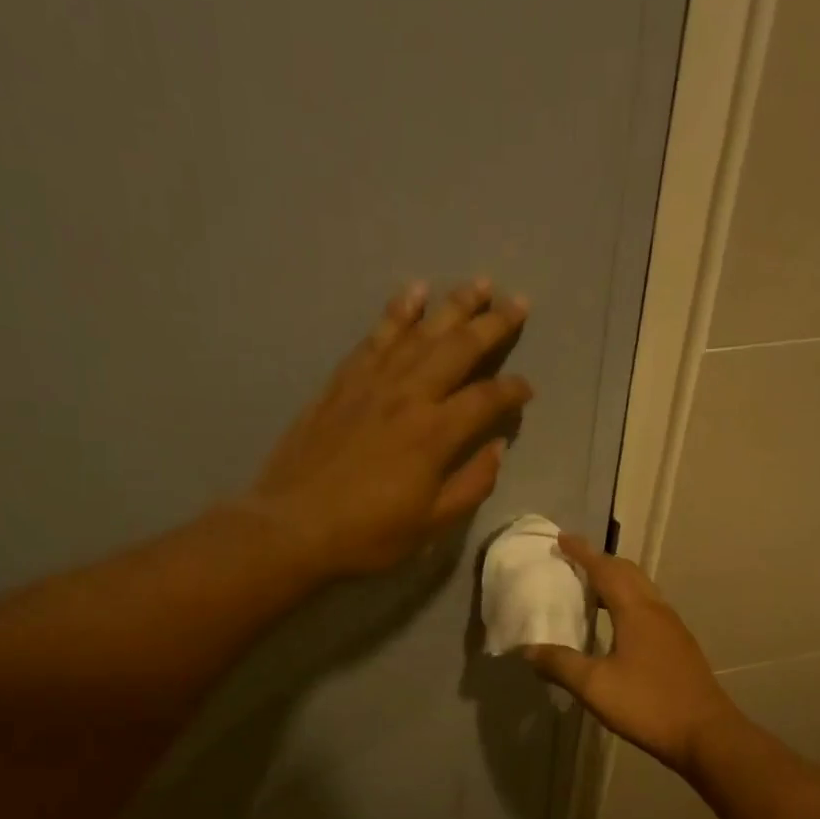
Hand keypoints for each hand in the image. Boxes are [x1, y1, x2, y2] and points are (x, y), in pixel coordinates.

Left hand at [243, 280, 532, 577]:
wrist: (292, 526)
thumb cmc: (368, 534)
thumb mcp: (431, 523)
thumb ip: (471, 484)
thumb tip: (496, 448)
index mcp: (435, 433)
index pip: (487, 399)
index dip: (513, 391)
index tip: (527, 389)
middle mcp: (409, 395)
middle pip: (459, 348)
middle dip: (493, 324)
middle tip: (519, 302)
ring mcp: (372, 383)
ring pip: (420, 332)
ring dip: (452, 305)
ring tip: (478, 284)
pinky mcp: (342, 382)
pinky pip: (375, 337)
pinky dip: (397, 312)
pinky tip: (412, 293)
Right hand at [523, 534, 741, 776]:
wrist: (706, 734)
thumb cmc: (648, 704)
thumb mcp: (595, 686)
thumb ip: (560, 664)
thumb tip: (528, 650)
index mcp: (636, 611)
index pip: (605, 569)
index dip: (582, 553)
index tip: (562, 538)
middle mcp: (657, 610)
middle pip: (628, 572)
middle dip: (601, 561)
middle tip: (574, 561)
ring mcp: (673, 628)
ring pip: (642, 590)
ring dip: (616, 581)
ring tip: (591, 589)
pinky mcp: (680, 646)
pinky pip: (649, 608)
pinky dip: (628, 601)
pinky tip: (617, 625)